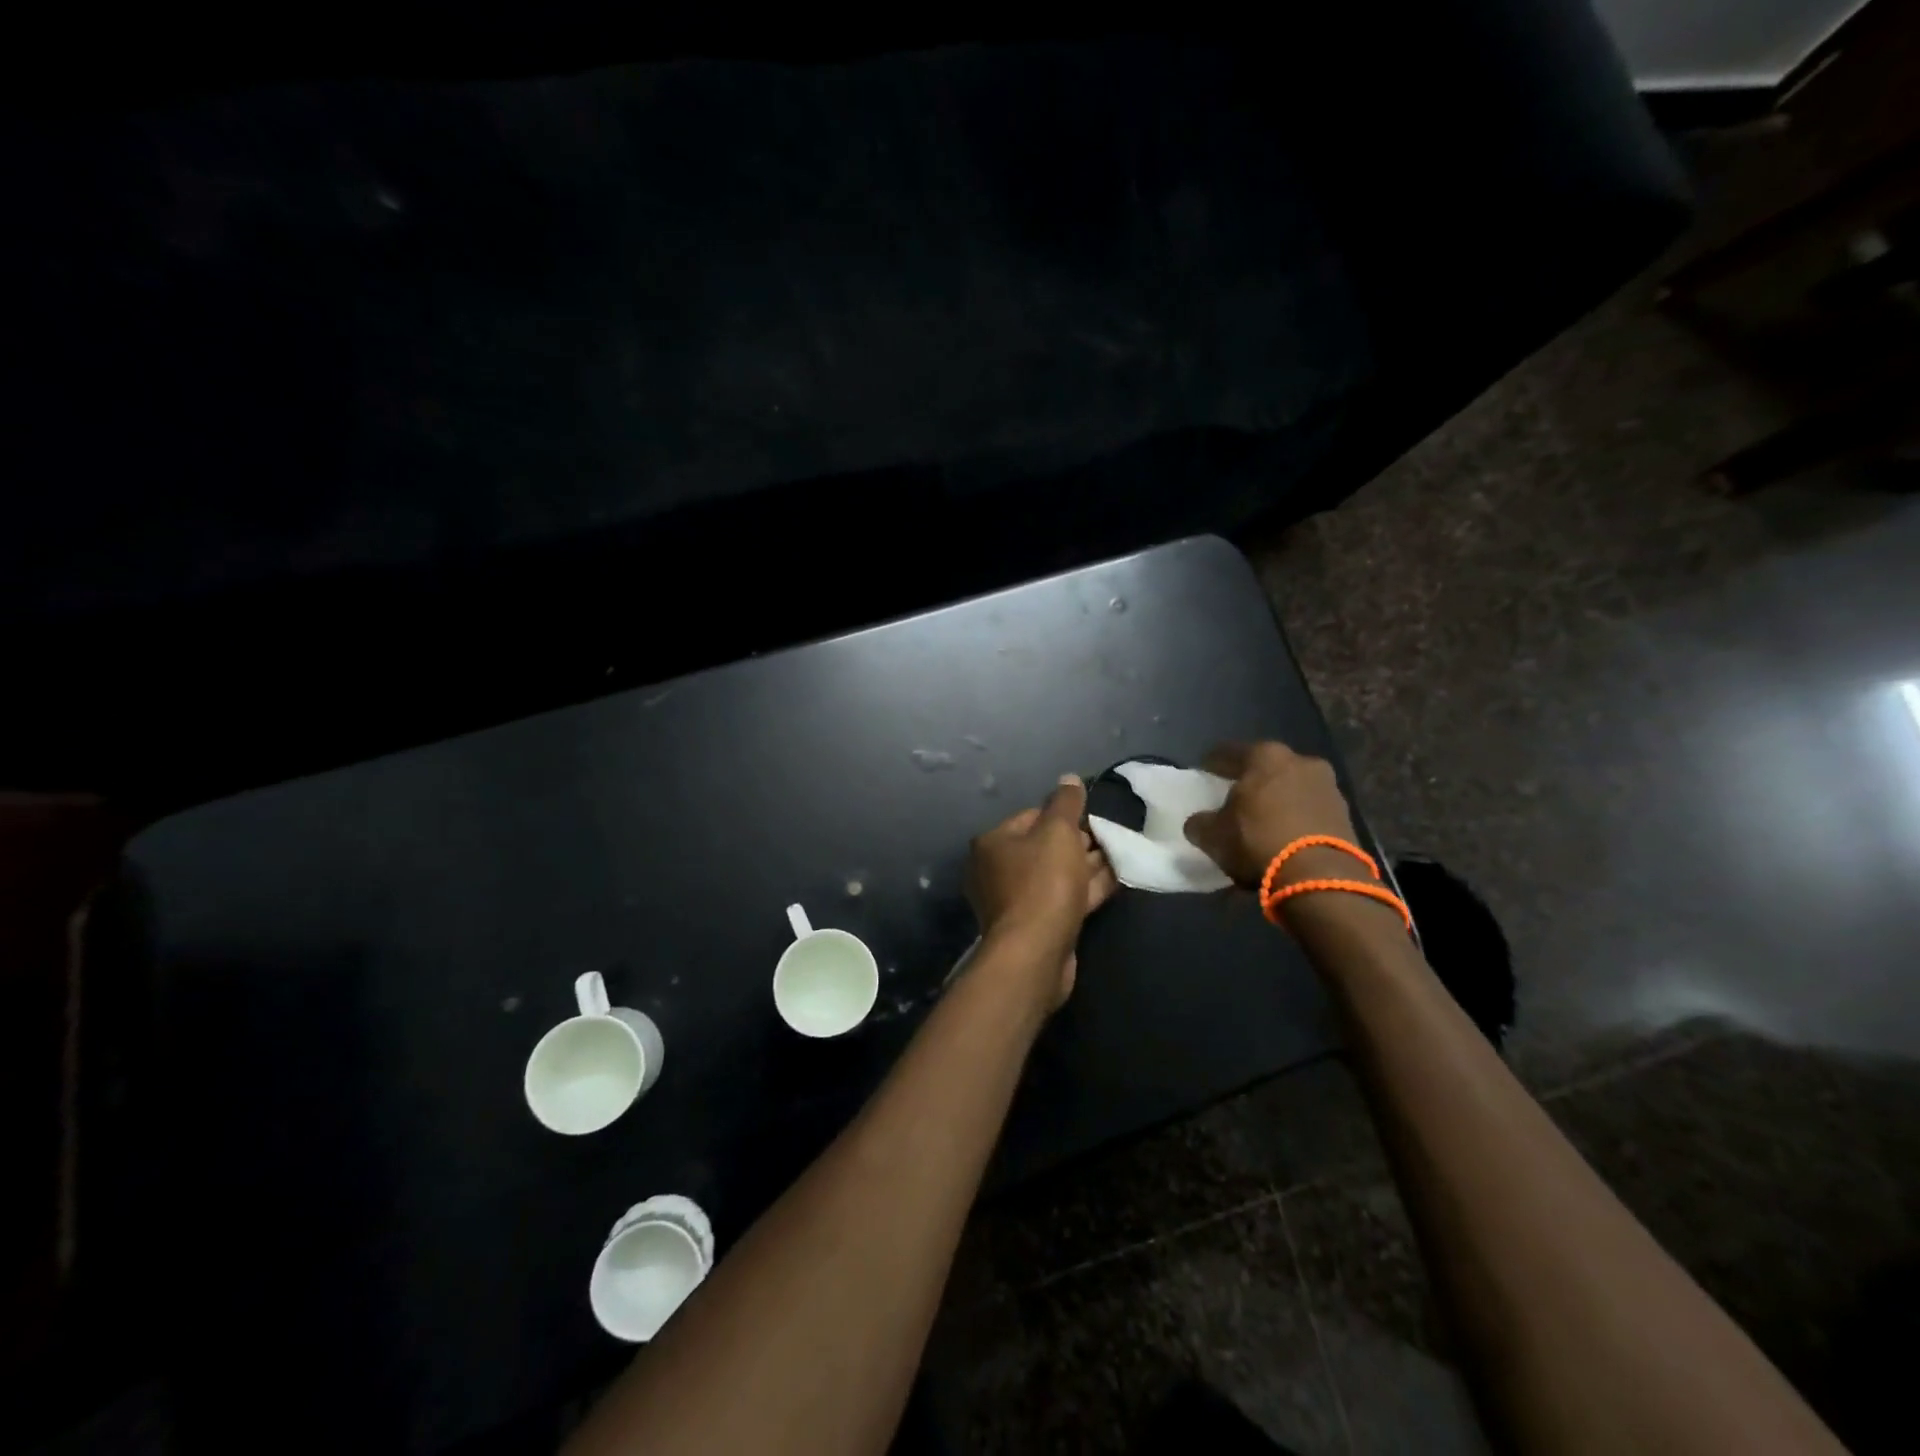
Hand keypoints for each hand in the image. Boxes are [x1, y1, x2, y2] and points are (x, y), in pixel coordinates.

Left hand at [965, 774, 1117, 1008]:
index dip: (1064, 815)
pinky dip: (1087, 889)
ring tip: (1120, 854)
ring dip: (1087, 865)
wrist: (1035, 952)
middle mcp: (997, 870)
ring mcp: (1016, 901)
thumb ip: (1066, 803)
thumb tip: (1070, 779)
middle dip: (1078, 842)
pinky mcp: (1036, 926)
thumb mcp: (1058, 832)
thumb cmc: (1043, 883)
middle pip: (1044, 847)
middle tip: (1110, 838)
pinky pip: (1064, 899)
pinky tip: (1117, 879)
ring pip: (1057, 875)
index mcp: (993, 843)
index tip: (1093, 818)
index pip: (1032, 816)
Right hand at [1182, 741, 1358, 885]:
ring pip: (1291, 786)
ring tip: (1262, 818)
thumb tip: (1199, 822)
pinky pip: (1309, 809)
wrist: (1321, 876)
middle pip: (1266, 766)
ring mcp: (1328, 786)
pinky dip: (1296, 817)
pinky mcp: (1345, 814)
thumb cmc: (1258, 841)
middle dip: (1250, 779)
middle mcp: (1300, 761)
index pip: (1229, 752)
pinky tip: (1284, 834)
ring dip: (1277, 798)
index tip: (1204, 772)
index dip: (1212, 763)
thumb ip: (1201, 823)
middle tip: (1234, 795)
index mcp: (1265, 756)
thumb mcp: (1213, 836)